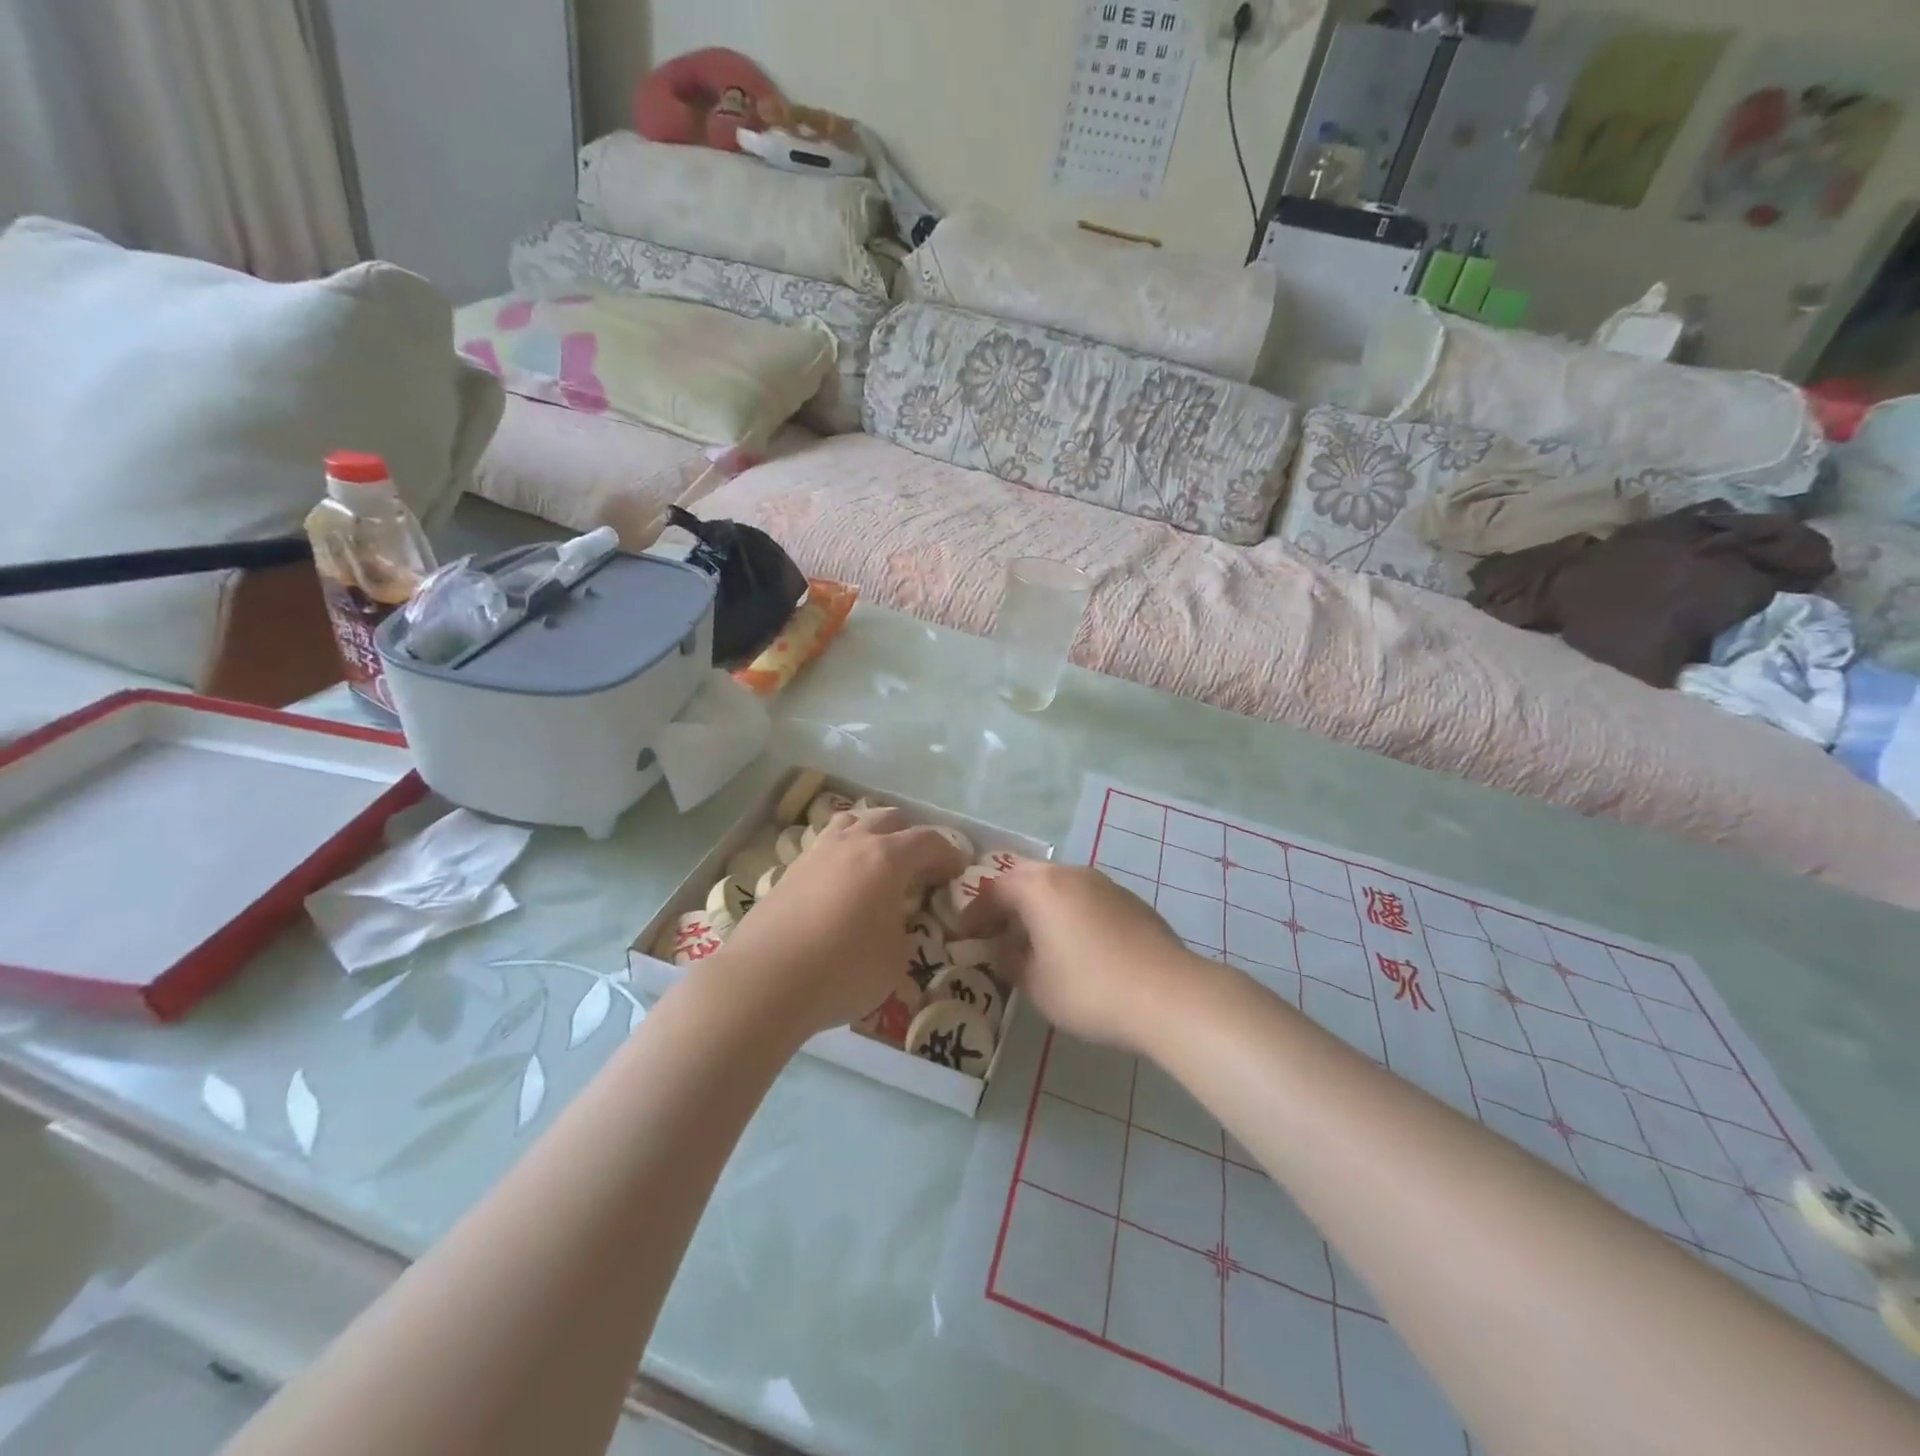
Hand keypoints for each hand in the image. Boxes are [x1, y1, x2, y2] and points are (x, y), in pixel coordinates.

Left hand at [710, 810, 966, 1036]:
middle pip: (889, 818)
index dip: (949, 854)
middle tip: (919, 869)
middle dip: (911, 837)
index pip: (929, 840)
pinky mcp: (790, 870)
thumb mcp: (896, 959)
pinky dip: (843, 852)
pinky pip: (826, 845)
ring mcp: (816, 852)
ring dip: (872, 834)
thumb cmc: (842, 970)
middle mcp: (852, 843)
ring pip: (851, 821)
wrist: (764, 982)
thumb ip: (904, 930)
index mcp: (887, 858)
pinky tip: (841, 882)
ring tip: (878, 863)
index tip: (957, 872)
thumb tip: (895, 921)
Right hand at [967, 863, 1203, 1054]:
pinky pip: (1085, 897)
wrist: (1168, 993)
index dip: (975, 912)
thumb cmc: (1089, 989)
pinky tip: (1075, 944)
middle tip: (996, 929)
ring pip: (1059, 884)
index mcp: (1039, 888)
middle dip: (1006, 900)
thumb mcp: (1037, 985)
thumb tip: (1004, 949)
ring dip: (1039, 905)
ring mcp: (1103, 883)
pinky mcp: (1129, 900)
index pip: (994, 890)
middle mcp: (1069, 874)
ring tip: (1034, 938)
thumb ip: (1011, 961)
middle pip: (1026, 877)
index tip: (964, 935)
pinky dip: (1068, 912)